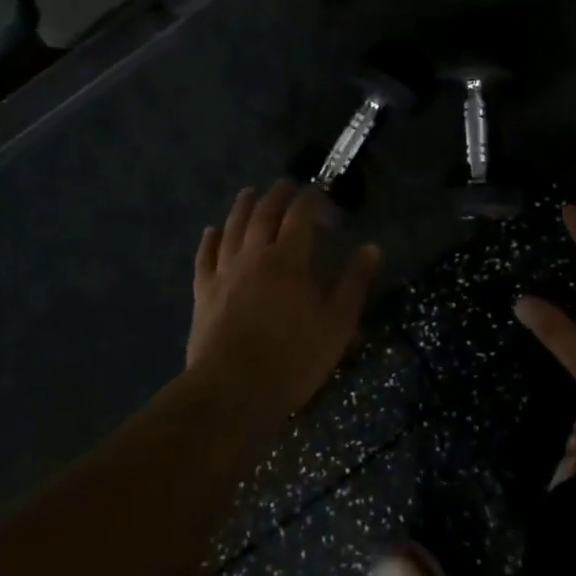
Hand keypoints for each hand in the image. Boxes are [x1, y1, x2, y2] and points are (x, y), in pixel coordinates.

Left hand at [188, 181, 380, 418]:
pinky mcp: (204, 292)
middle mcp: (255, 256)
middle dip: (275, 196)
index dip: (309, 199)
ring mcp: (225, 272)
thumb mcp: (336, 325)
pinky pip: (205, 256)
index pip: (300, 216)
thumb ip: (353, 283)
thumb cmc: (292, 359)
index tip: (317, 190)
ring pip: (232, 228)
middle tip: (284, 184)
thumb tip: (371, 247)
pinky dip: (210, 239)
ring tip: (248, 193)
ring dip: (242, 207)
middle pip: (263, 214)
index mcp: (289, 260)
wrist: (232, 391)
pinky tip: (211, 230)